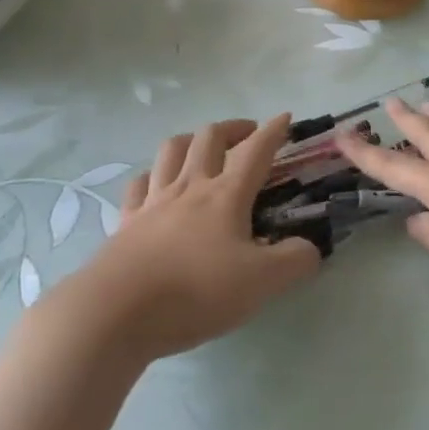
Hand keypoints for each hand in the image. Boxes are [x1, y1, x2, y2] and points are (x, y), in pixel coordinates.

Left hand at [80, 115, 320, 359]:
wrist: (117, 311)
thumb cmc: (195, 291)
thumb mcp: (261, 283)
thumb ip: (295, 262)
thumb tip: (311, 248)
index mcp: (226, 195)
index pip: (255, 151)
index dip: (273, 131)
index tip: (285, 117)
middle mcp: (190, 186)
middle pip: (209, 138)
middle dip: (232, 127)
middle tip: (247, 134)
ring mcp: (154, 201)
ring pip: (172, 150)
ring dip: (191, 139)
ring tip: (202, 146)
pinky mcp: (126, 222)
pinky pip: (138, 184)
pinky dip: (151, 176)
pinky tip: (155, 183)